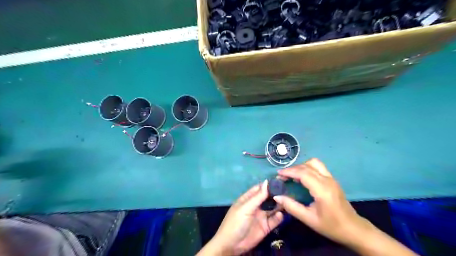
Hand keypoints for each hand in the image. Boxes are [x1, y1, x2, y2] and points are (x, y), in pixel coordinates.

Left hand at [198, 181, 283, 254]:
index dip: (268, 185)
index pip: (259, 188)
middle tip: (288, 191)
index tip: (280, 180)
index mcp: (248, 199)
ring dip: (279, 205)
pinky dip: (279, 217)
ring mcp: (261, 216)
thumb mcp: (246, 208)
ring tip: (287, 201)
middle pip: (268, 198)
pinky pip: (274, 220)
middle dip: (276, 194)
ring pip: (273, 208)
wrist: (232, 245)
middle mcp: (256, 206)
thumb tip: (267, 182)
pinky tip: (280, 215)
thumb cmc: (235, 222)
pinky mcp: (266, 227)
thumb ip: (258, 196)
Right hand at [272, 158, 367, 245]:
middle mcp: (327, 180)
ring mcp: (331, 178)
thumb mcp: (309, 219)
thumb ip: (292, 207)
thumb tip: (277, 196)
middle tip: (283, 176)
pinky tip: (302, 178)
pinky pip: (318, 167)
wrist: (354, 229)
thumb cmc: (331, 226)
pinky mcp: (332, 180)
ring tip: (293, 176)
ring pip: (314, 163)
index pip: (303, 173)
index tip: (278, 174)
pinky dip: (307, 168)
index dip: (289, 171)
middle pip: (307, 166)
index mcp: (322, 190)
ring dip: (301, 166)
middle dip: (293, 169)